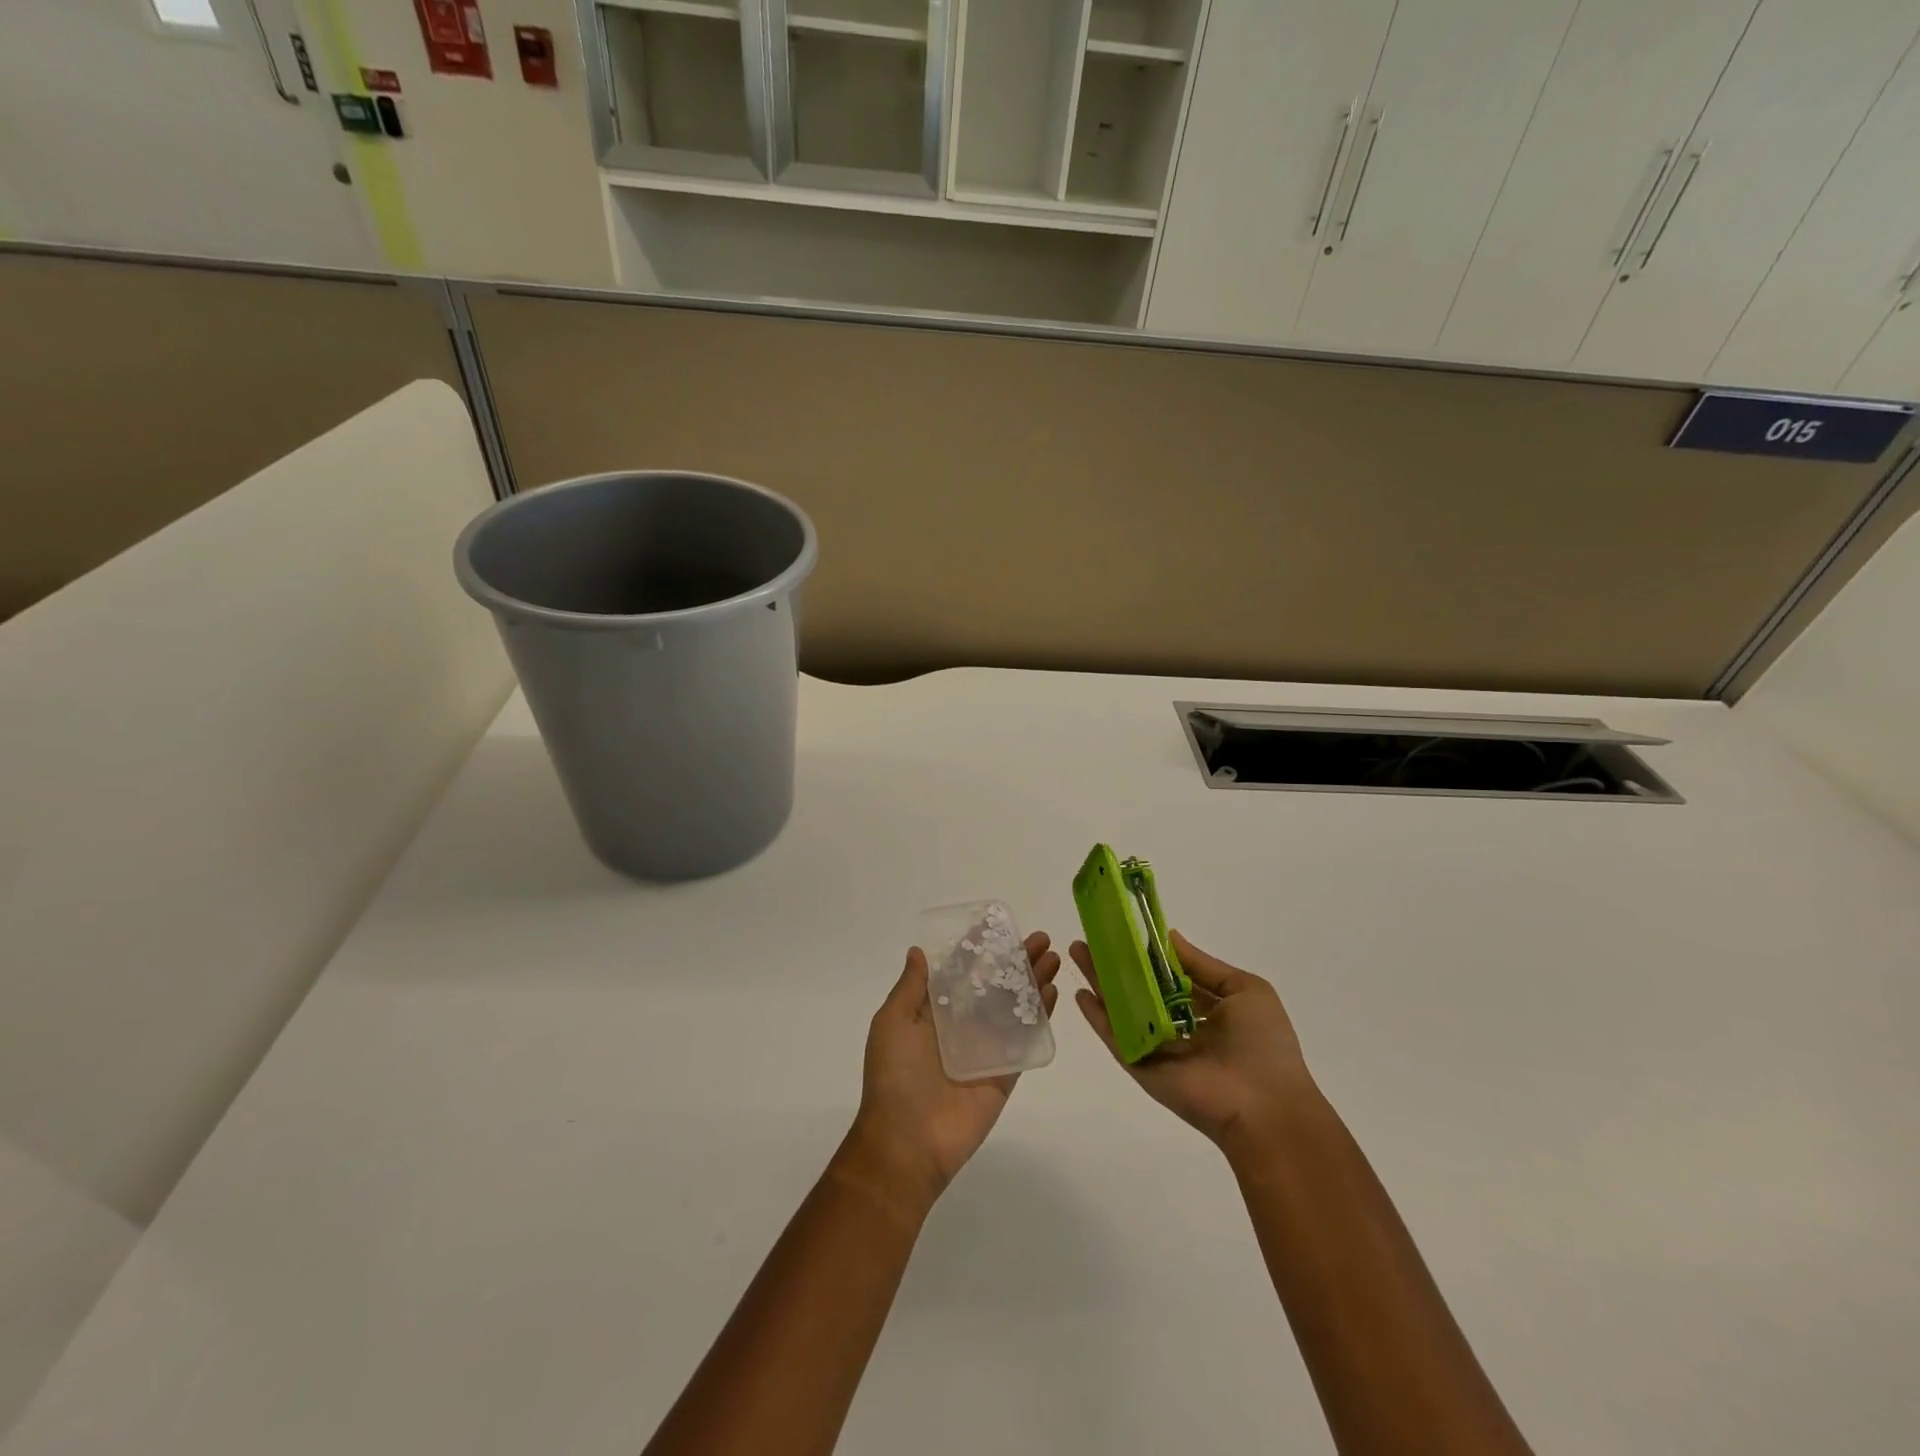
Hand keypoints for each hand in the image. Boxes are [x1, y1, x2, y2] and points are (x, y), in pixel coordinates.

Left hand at [848, 933, 1060, 1209]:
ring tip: (1053, 957)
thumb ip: (911, 987)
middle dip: (1016, 960)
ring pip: (1014, 1007)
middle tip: (1040, 939)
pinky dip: (1040, 1016)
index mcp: (932, 1012)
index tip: (998, 923)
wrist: (908, 1142)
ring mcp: (986, 1049)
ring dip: (1033, 981)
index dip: (979, 947)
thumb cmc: (895, 1076)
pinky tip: (1053, 992)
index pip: (960, 971)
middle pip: (994, 984)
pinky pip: (1025, 1039)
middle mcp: (961, 1026)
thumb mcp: (892, 1022)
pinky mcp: (1005, 1073)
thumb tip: (919, 951)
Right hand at [1071, 931, 1316, 1151]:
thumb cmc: (1263, 1044)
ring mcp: (1156, 1047)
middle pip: (1140, 989)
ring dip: (1100, 981)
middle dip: (1116, 963)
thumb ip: (1203, 965)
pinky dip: (1097, 1017)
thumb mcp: (1245, 990)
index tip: (1126, 930)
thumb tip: (1169, 937)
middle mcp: (1178, 1027)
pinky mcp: (1141, 1066)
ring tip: (1077, 952)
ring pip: (1122, 1008)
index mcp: (1206, 1010)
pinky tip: (1080, 994)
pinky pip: (1116, 1037)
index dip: (1148, 954)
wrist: (1264, 1107)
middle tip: (1092, 938)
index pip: (1170, 976)